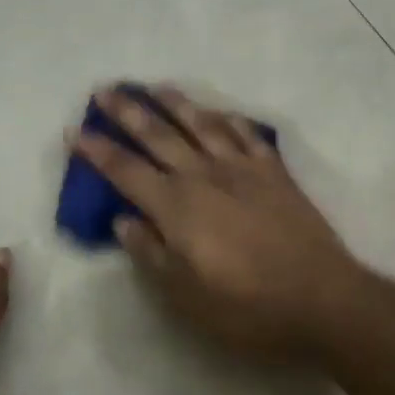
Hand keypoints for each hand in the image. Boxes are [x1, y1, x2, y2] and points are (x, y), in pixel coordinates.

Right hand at [72, 85, 368, 361]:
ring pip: (202, 124)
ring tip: (155, 86)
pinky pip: (247, 135)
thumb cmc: (246, 307)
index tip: (73, 131)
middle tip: (105, 89)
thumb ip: (151, 253)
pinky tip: (220, 112)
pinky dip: (229, 120)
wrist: (320, 299)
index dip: (97, 151)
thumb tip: (123, 220)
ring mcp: (243, 169)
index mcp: (177, 206)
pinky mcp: (275, 172)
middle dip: (128, 111)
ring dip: (175, 103)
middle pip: (159, 135)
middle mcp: (205, 176)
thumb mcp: (185, 296)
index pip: (126, 171)